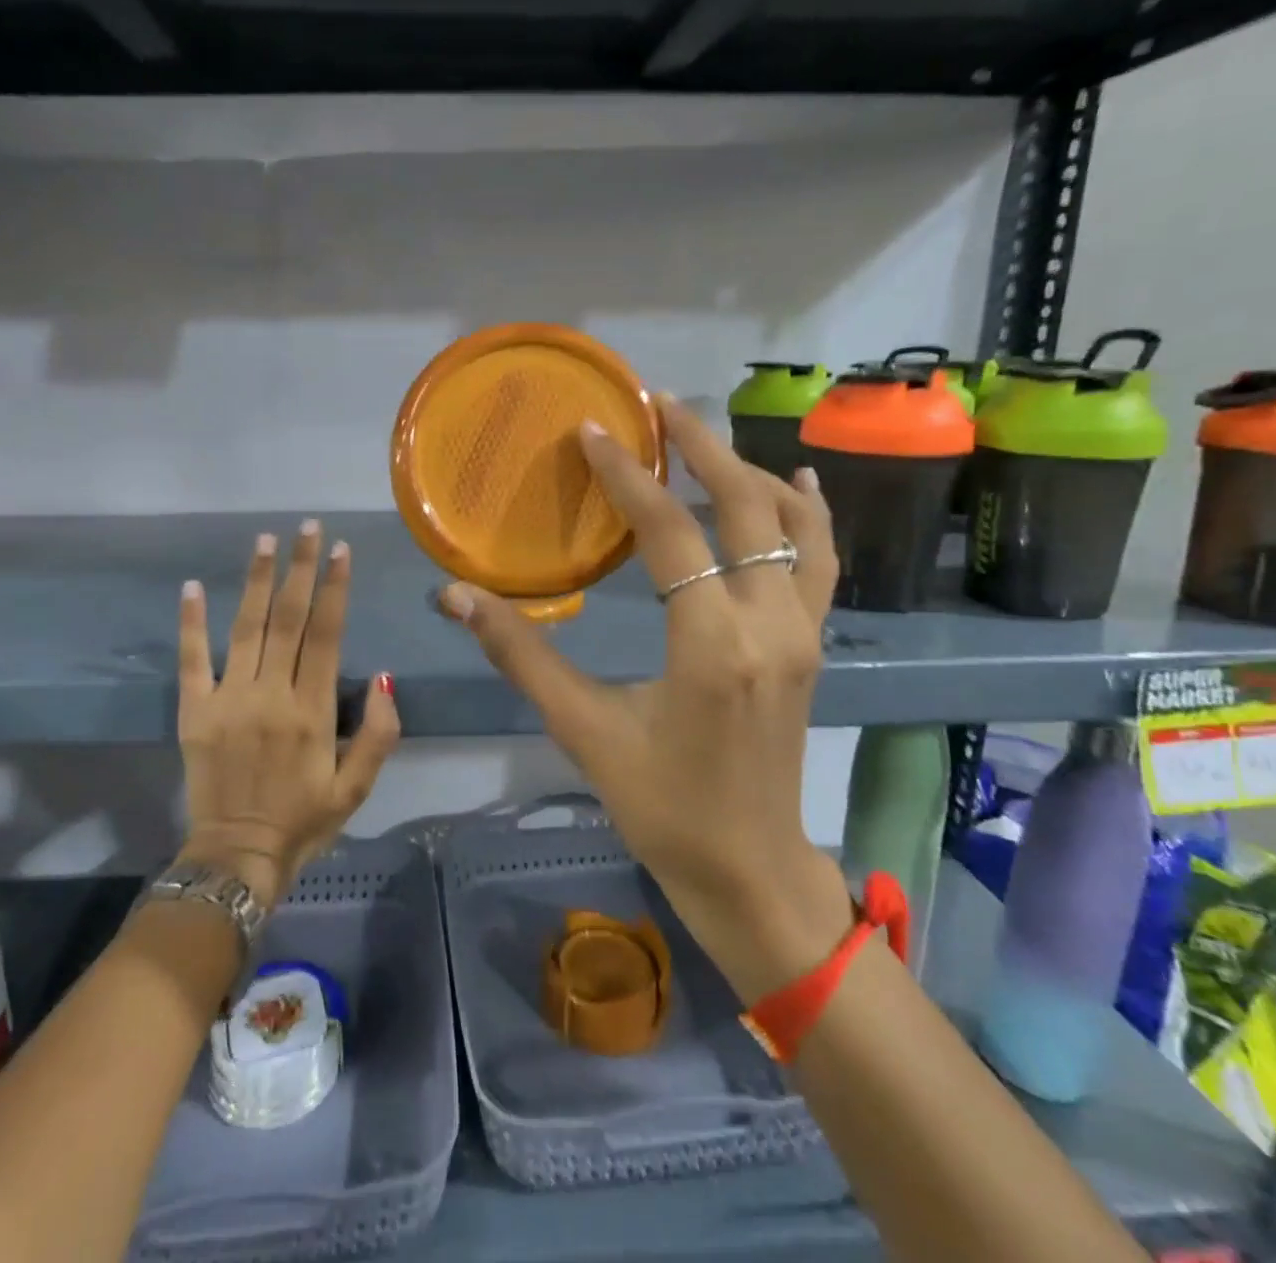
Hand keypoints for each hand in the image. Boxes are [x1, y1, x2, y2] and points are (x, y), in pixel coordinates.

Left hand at [177, 522, 399, 907]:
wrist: (237, 857)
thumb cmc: (305, 821)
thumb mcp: (357, 788)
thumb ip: (379, 734)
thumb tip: (385, 679)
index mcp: (313, 710)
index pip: (327, 634)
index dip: (336, 588)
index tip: (342, 550)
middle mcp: (271, 694)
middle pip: (289, 618)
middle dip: (301, 568)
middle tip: (307, 528)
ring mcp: (228, 700)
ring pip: (245, 627)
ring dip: (256, 581)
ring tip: (264, 540)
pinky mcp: (194, 712)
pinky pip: (191, 660)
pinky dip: (191, 623)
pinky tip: (191, 588)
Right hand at [435, 396, 853, 1001]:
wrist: (750, 869)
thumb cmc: (663, 806)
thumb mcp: (584, 730)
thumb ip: (521, 655)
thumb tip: (456, 597)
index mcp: (712, 646)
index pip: (670, 533)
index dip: (627, 477)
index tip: (594, 431)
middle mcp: (770, 625)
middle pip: (745, 506)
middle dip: (700, 447)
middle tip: (656, 405)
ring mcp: (803, 632)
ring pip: (793, 524)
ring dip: (749, 471)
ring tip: (703, 437)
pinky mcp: (812, 643)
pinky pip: (819, 559)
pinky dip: (807, 512)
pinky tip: (795, 482)